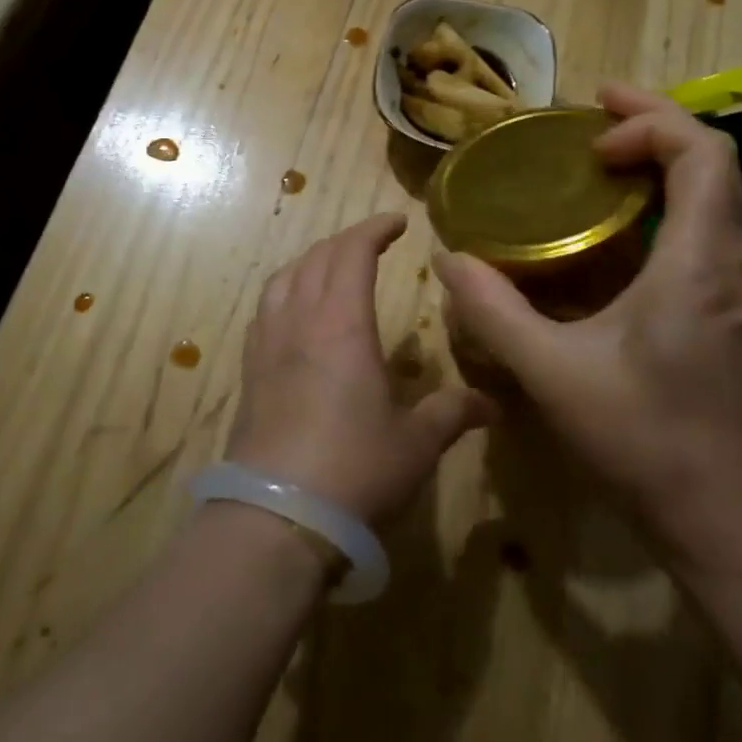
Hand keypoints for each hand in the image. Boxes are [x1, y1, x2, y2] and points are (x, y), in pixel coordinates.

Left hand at [227, 212, 498, 525]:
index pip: (353, 253)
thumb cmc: (354, 469)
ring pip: (283, 279)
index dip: (375, 229)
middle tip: (373, 243)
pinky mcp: (249, 373)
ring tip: (331, 268)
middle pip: (317, 258)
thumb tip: (492, 404)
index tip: (398, 222)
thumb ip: (452, 414)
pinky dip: (284, 293)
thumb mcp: (416, 443)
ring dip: (310, 262)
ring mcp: (267, 345)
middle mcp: (299, 322)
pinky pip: (264, 312)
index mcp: (342, 324)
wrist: (275, 518)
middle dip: (346, 241)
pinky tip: (295, 315)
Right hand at [434, 86, 741, 565]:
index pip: (703, 154)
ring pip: (711, 194)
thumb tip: (449, 260)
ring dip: (659, 162)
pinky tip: (609, 228)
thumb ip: (494, 312)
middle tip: (590, 118)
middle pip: (713, 162)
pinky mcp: (721, 310)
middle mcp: (726, 262)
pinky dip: (659, 202)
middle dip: (654, 125)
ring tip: (596, 160)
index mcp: (696, 262)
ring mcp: (730, 288)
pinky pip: (699, 228)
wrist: (725, 519)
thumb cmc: (645, 440)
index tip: (592, 131)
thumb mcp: (552, 372)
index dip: (652, 121)